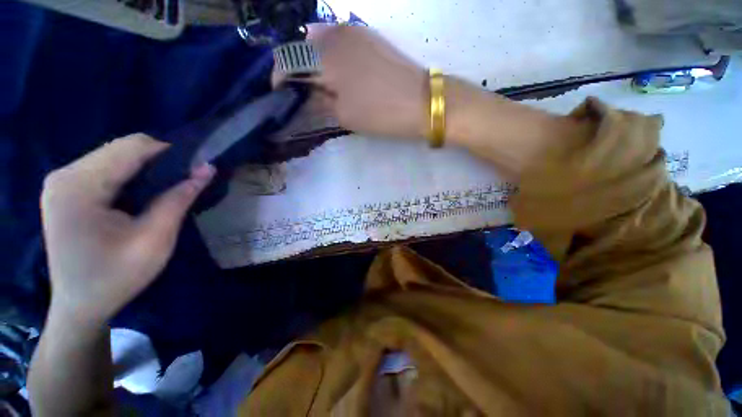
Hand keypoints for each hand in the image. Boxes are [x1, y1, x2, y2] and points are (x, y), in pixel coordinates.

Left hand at [40, 134, 214, 325]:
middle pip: (121, 149)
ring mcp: (61, 181)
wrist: (79, 306)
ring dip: (145, 169)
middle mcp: (64, 174)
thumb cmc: (116, 278)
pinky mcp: (65, 190)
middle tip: (182, 185)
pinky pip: (105, 168)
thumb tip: (208, 168)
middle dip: (158, 161)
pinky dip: (130, 176)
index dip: (170, 153)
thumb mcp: (155, 239)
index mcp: (79, 186)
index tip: (195, 170)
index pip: (132, 147)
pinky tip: (140, 196)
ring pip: (115, 156)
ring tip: (163, 192)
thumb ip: (179, 199)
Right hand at [279, 24, 428, 139]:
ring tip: (317, 82)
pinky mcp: (369, 36)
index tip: (280, 93)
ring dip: (313, 60)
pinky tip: (335, 71)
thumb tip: (308, 94)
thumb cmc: (380, 113)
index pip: (289, 60)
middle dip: (296, 68)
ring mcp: (355, 31)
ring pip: (320, 40)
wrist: (420, 102)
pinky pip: (339, 40)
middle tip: (300, 89)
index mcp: (325, 56)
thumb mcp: (344, 115)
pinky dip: (330, 54)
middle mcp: (336, 34)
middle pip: (302, 46)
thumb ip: (321, 101)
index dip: (280, 77)